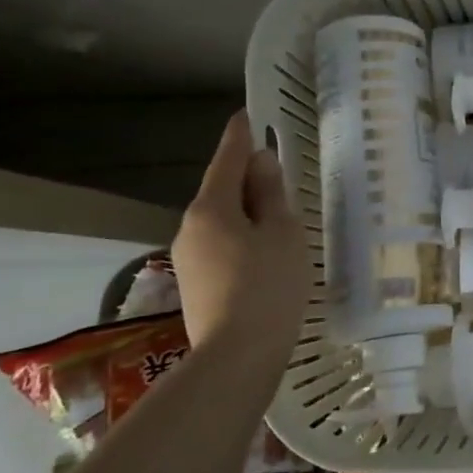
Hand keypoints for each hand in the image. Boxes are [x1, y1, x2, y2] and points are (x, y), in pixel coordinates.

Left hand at [171, 113, 308, 360]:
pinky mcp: (196, 286)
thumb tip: (262, 163)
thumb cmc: (268, 286)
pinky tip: (264, 251)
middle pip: (221, 191)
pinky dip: (242, 237)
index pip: (227, 160)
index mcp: (211, 208)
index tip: (247, 115)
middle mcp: (190, 228)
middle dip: (247, 178)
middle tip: (278, 172)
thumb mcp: (283, 233)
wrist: (237, 357)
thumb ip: (272, 195)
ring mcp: (189, 259)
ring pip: (221, 221)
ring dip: (246, 211)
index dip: (240, 136)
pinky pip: (221, 245)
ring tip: (279, 216)